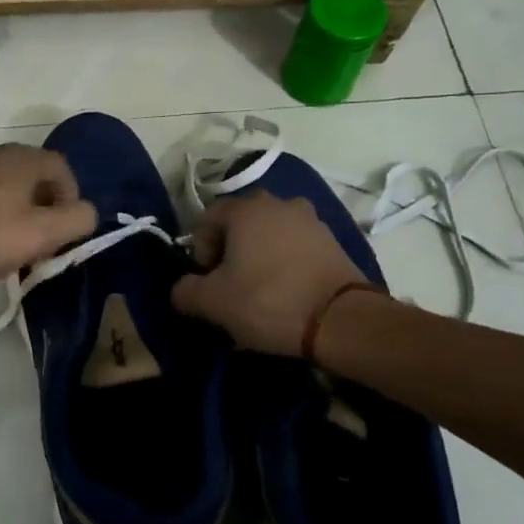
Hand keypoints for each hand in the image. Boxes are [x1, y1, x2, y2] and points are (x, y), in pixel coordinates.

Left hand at [0, 143, 97, 286]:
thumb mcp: (42, 235)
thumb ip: (76, 220)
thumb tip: (88, 211)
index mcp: (23, 158)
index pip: (63, 169)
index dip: (71, 200)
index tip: (64, 233)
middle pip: (33, 175)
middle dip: (43, 206)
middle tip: (39, 241)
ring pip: (4, 183)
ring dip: (14, 209)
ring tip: (8, 244)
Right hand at [172, 192, 370, 354]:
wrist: (341, 320)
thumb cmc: (268, 301)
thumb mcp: (213, 303)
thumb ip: (185, 291)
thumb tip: (182, 289)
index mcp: (246, 208)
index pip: (206, 219)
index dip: (199, 251)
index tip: (208, 281)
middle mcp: (278, 203)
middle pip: (238, 225)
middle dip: (229, 254)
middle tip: (231, 288)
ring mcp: (310, 220)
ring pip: (268, 236)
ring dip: (258, 258)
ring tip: (260, 294)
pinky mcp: (332, 242)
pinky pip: (295, 248)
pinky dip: (285, 264)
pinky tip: (286, 294)